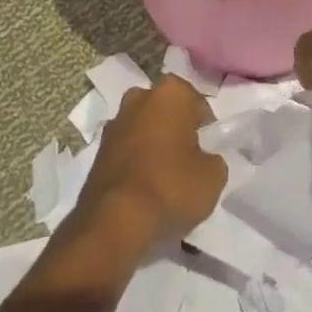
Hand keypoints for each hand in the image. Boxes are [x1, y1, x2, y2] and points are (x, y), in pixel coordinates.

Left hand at [72, 78, 226, 254]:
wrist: (115, 220)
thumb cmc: (171, 187)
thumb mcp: (213, 177)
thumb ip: (213, 159)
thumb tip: (203, 159)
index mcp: (171, 92)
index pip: (197, 104)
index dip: (206, 129)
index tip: (209, 151)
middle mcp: (139, 97)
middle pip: (167, 111)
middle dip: (176, 130)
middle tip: (189, 161)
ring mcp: (115, 121)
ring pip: (144, 128)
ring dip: (153, 145)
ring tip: (165, 178)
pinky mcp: (98, 149)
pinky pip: (127, 149)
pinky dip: (136, 161)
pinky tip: (144, 187)